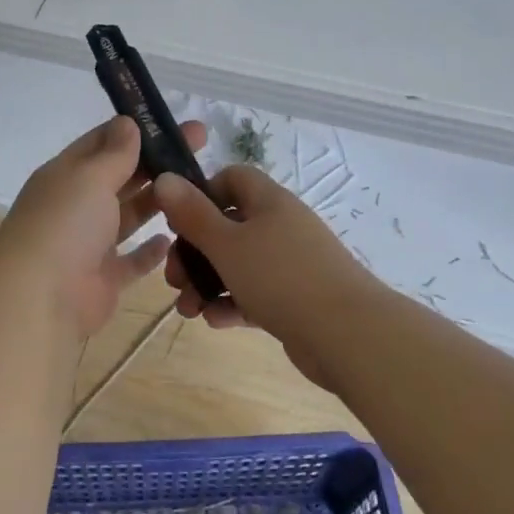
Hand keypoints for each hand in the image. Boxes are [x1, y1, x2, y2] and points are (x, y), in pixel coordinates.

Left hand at [0, 115, 207, 338]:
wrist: (40, 298)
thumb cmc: (64, 224)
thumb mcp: (90, 177)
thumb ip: (114, 153)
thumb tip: (127, 122)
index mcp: (66, 175)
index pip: (101, 142)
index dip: (134, 130)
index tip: (170, 120)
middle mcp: (76, 205)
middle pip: (121, 176)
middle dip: (157, 160)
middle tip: (201, 143)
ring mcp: (89, 243)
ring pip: (128, 215)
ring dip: (157, 202)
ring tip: (198, 186)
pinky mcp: (104, 279)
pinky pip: (132, 261)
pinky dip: (150, 251)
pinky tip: (175, 238)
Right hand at [153, 165, 380, 388]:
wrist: (349, 336)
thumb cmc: (281, 277)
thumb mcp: (226, 244)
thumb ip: (192, 213)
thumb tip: (164, 178)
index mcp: (269, 202)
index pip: (232, 178)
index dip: (203, 194)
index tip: (180, 221)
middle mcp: (281, 226)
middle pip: (228, 226)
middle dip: (195, 252)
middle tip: (174, 278)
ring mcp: (291, 264)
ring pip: (238, 264)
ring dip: (208, 283)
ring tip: (187, 310)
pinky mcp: (297, 299)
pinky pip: (256, 293)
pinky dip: (232, 304)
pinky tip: (214, 322)